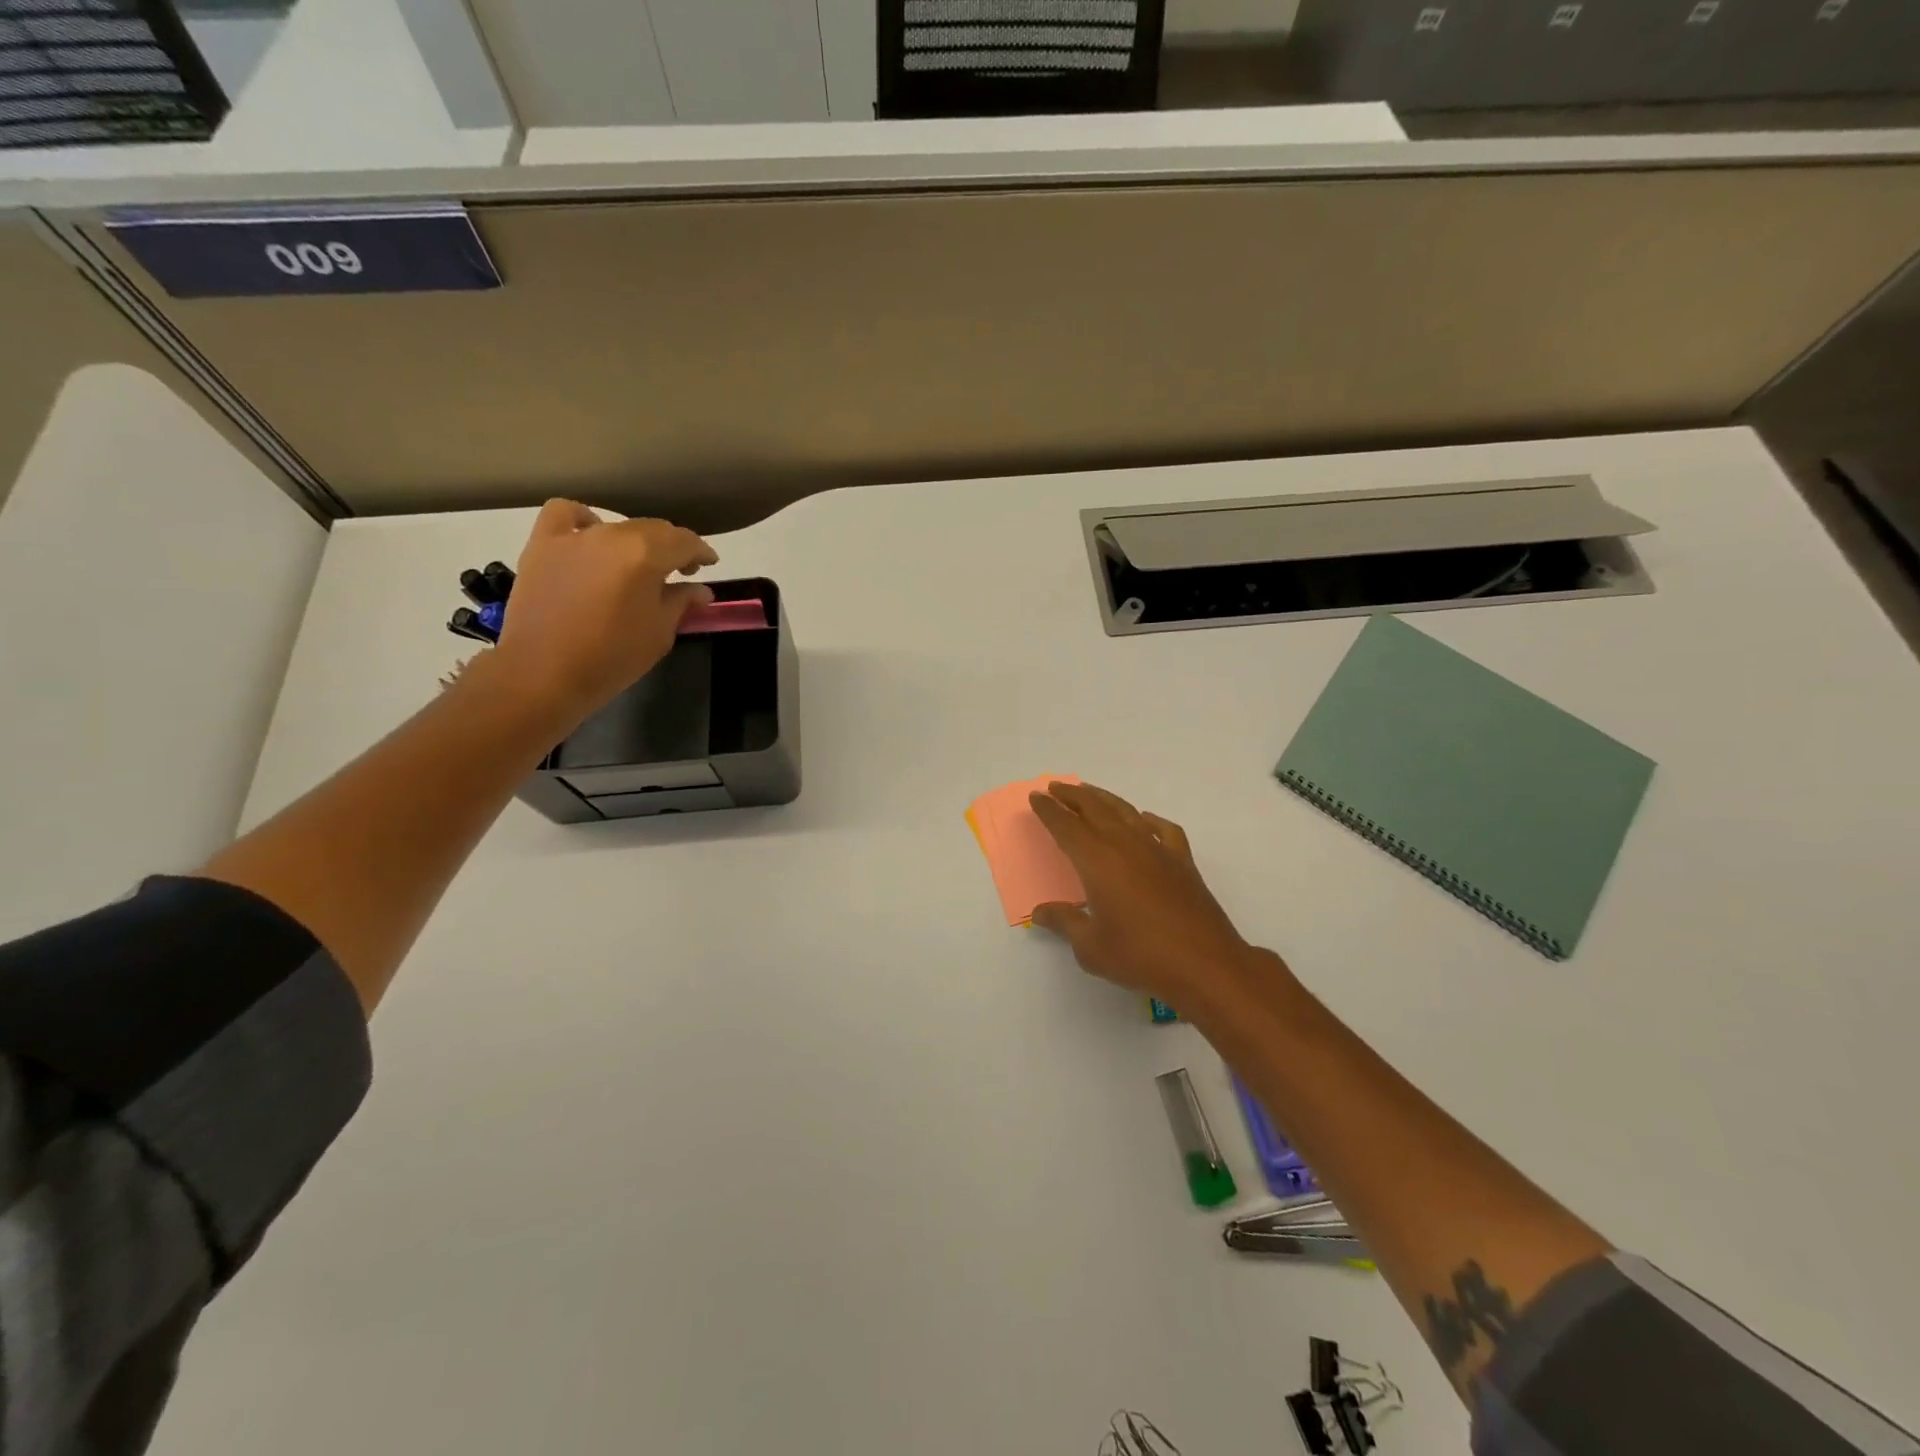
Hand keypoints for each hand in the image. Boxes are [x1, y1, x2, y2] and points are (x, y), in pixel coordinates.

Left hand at [490, 500, 717, 721]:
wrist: (543, 674)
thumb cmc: (612, 658)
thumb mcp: (660, 633)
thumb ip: (682, 602)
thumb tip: (700, 589)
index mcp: (646, 555)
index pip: (685, 542)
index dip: (702, 552)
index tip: (709, 564)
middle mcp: (612, 535)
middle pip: (653, 530)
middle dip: (672, 547)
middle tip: (680, 571)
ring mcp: (574, 537)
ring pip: (617, 526)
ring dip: (635, 541)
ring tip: (636, 563)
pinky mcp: (543, 544)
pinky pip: (566, 515)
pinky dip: (583, 520)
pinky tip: (590, 538)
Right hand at [1029, 781, 1264, 1010]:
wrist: (1204, 964)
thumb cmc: (1139, 956)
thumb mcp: (1090, 946)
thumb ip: (1065, 922)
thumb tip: (1041, 912)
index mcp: (1097, 861)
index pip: (1066, 826)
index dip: (1049, 810)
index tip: (1036, 797)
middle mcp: (1125, 845)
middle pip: (1094, 809)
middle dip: (1072, 796)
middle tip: (1055, 787)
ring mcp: (1157, 850)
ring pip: (1126, 812)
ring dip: (1104, 799)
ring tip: (1089, 792)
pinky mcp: (1183, 862)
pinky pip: (1163, 830)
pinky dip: (1150, 820)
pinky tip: (1144, 820)